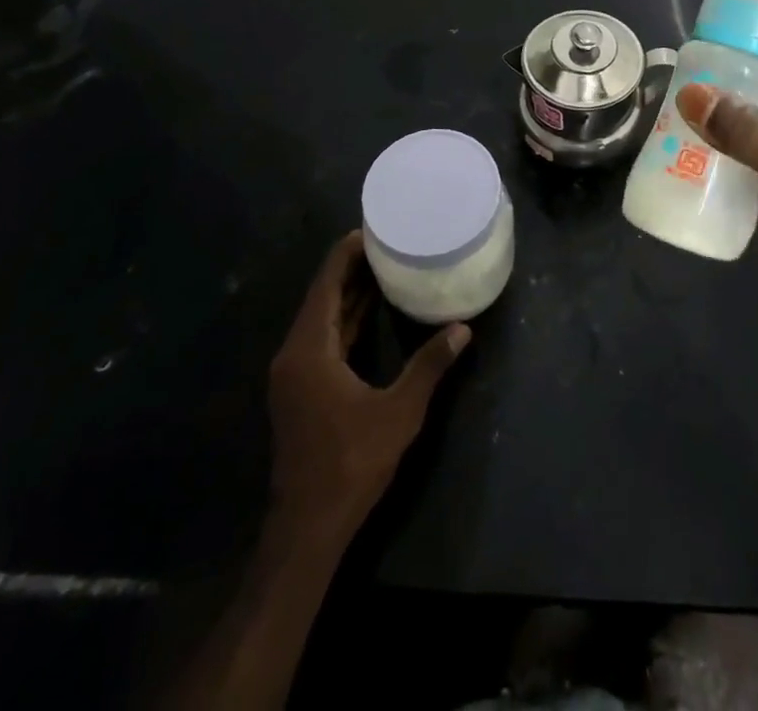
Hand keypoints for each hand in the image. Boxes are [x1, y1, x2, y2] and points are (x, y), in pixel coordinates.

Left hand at [267, 232, 469, 540]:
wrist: (307, 529)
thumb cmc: (350, 463)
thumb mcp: (398, 412)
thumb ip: (429, 366)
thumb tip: (462, 328)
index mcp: (309, 349)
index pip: (327, 282)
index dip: (348, 252)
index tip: (376, 228)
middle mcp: (295, 353)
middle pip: (323, 296)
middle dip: (353, 267)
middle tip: (389, 241)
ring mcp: (295, 374)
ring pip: (323, 318)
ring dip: (350, 293)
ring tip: (386, 265)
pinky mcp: (301, 390)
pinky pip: (323, 339)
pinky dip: (346, 320)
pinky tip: (373, 312)